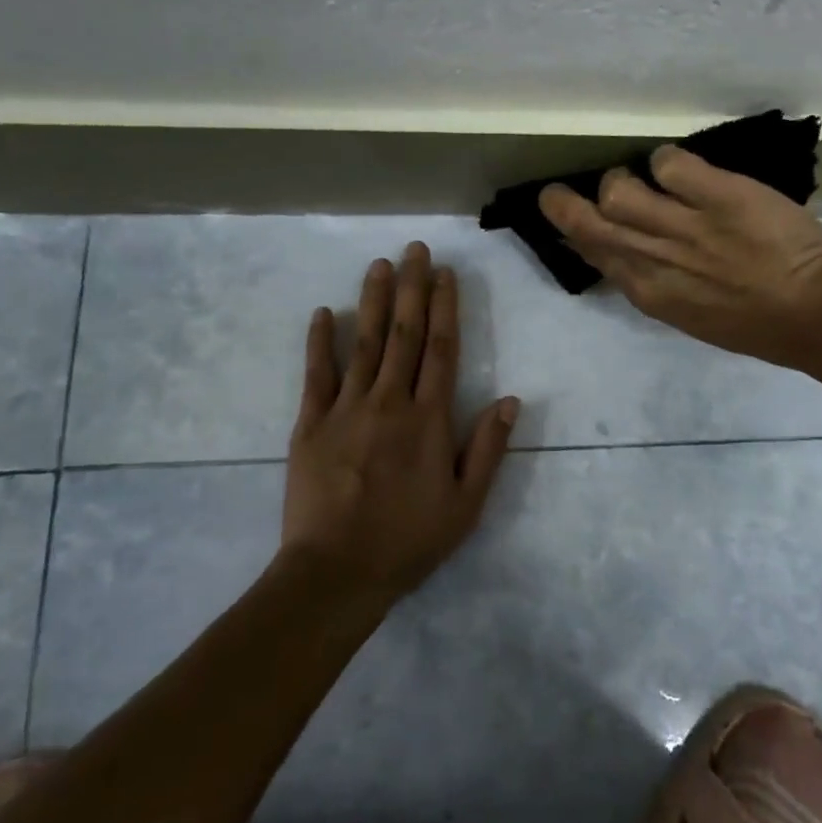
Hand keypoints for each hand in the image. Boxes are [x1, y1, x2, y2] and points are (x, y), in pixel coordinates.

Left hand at [283, 242, 521, 598]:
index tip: (446, 274)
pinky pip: (316, 374)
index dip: (445, 307)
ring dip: (372, 301)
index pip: (441, 349)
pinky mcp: (310, 424)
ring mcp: (346, 409)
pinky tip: (322, 312)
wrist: (336, 573)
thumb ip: (487, 449)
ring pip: (363, 343)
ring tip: (380, 264)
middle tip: (415, 249)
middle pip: (403, 334)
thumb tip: (511, 399)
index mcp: (429, 419)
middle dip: (412, 288)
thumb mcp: (465, 506)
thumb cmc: (408, 541)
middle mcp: (389, 401)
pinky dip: (320, 341)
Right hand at [539, 146, 821, 367]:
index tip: (569, 222)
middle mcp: (654, 259)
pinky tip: (682, 169)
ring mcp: (683, 226)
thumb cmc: (758, 324)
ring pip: (619, 190)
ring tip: (644, 178)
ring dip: (623, 179)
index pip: (593, 255)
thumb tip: (626, 255)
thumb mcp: (691, 313)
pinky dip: (668, 161)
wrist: (817, 314)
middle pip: (588, 222)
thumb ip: (656, 282)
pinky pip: (668, 163)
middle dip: (562, 205)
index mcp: (649, 293)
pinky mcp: (716, 196)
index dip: (573, 235)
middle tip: (557, 192)